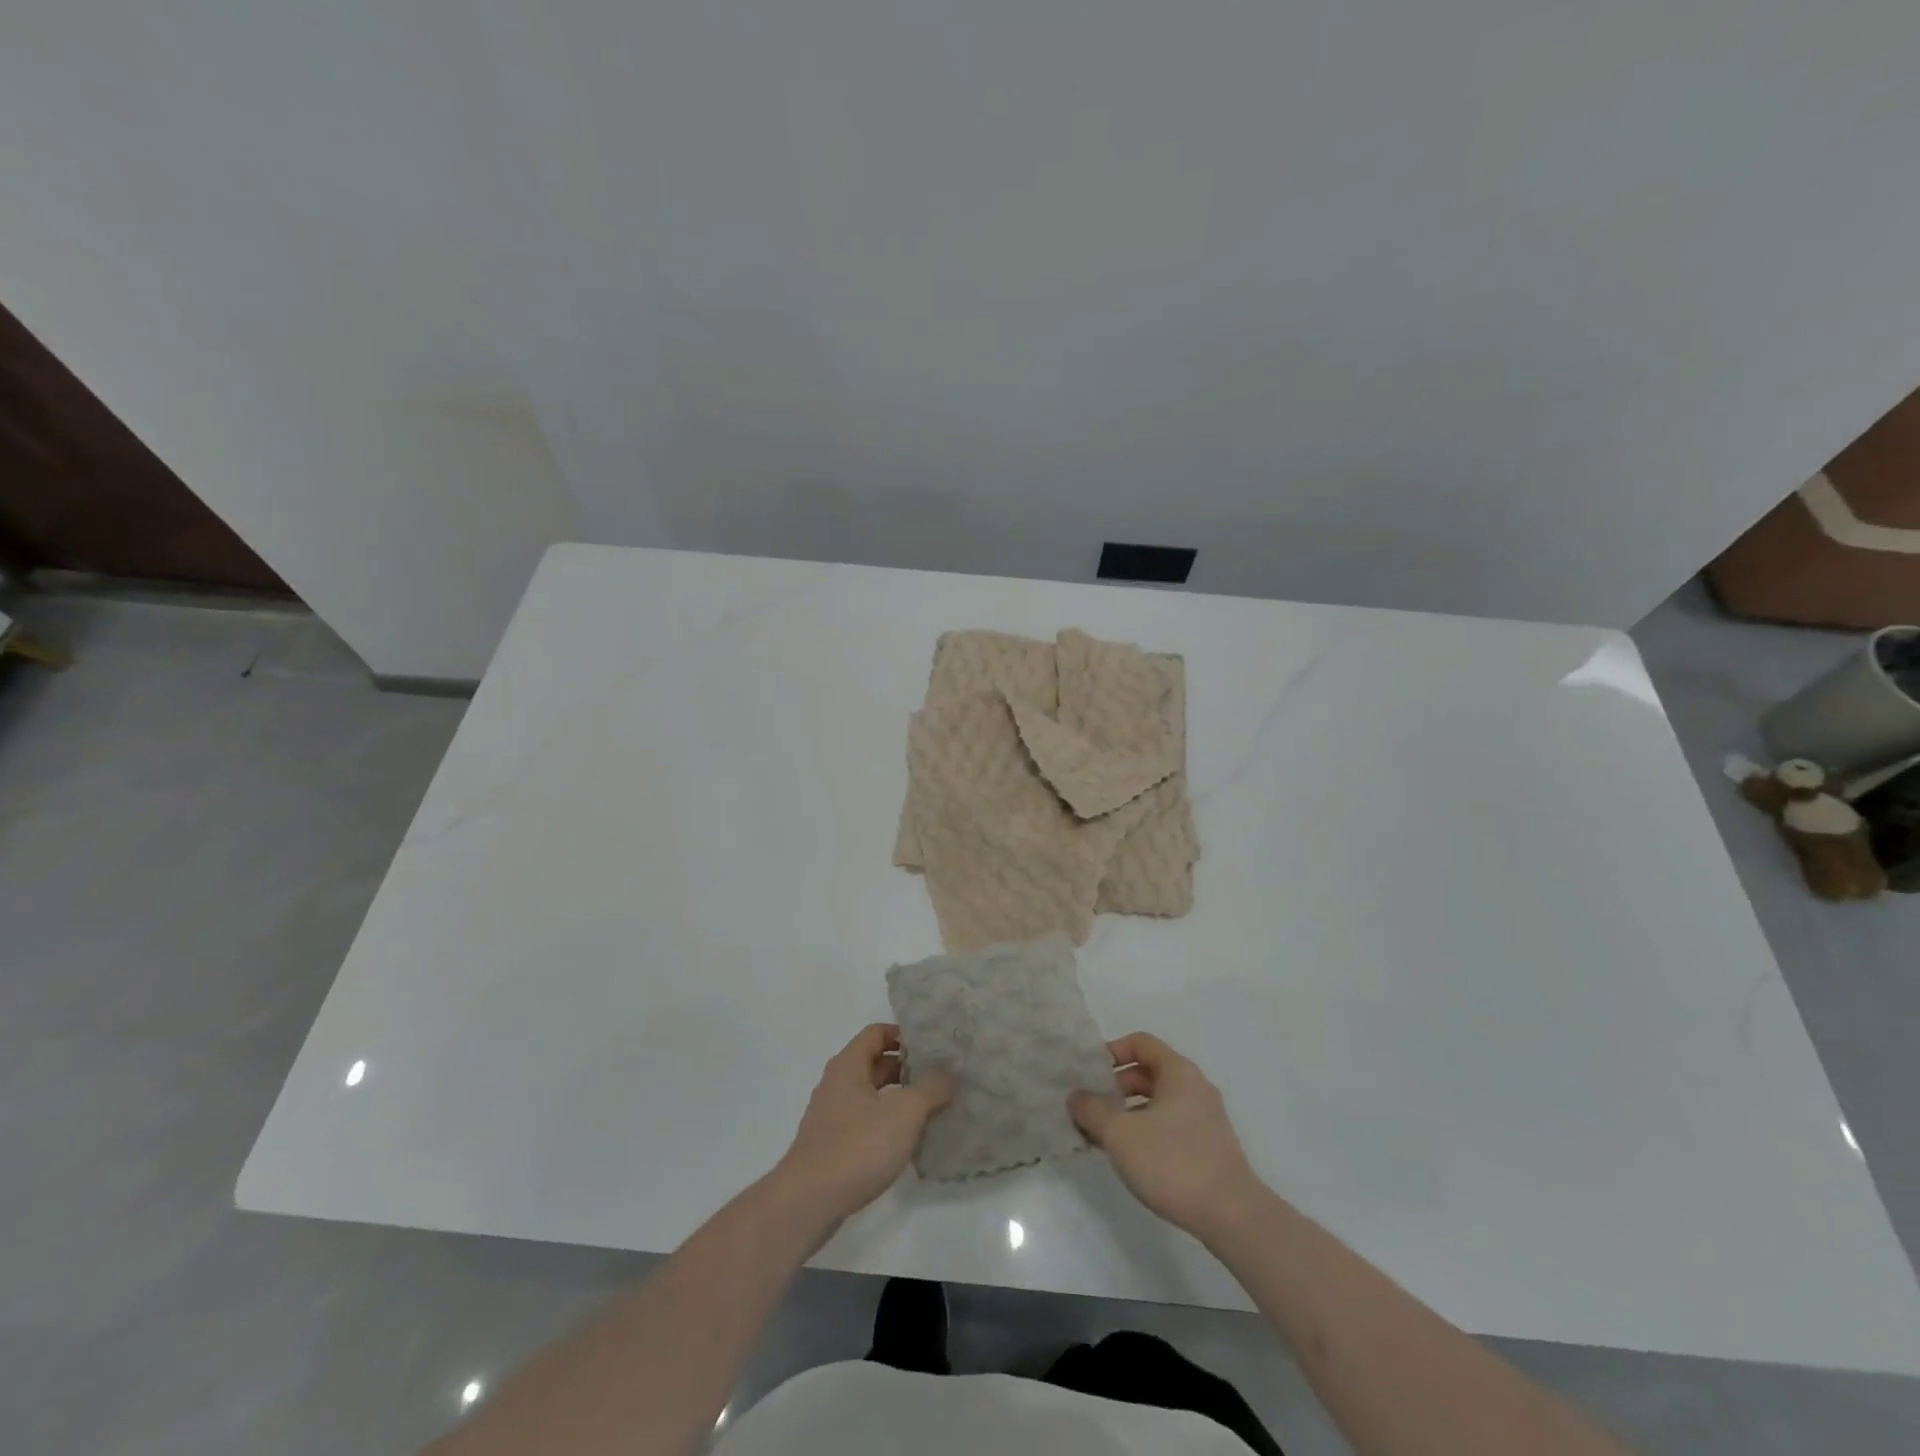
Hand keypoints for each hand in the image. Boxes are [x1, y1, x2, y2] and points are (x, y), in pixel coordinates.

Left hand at [773, 1024, 955, 1223]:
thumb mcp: (904, 1113)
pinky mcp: (832, 1144)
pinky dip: (886, 1123)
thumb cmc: (858, 1146)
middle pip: (875, 1063)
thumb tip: (949, 1074)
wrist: (808, 1202)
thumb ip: (930, 1089)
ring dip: (899, 1098)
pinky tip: (907, 1141)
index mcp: (848, 1065)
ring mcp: (832, 1115)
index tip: (931, 1047)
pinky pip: (865, 1121)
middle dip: (907, 1068)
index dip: (904, 1035)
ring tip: (931, 1109)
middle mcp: (837, 1083)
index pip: (877, 1033)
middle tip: (939, 1077)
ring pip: (871, 1095)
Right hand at [1069, 1032, 1264, 1240]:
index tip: (1089, 1074)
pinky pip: (1170, 1123)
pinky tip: (1130, 1156)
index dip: (1111, 1052)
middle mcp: (1195, 1086)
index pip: (1140, 1042)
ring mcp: (1205, 1116)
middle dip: (1115, 1086)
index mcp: (1178, 1071)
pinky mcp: (1209, 1145)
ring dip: (1128, 1111)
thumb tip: (1075, 1096)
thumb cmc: (1173, 1162)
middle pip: (1148, 1071)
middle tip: (1090, 1108)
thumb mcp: (1120, 1134)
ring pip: (1158, 1101)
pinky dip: (1146, 1129)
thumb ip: (1092, 1110)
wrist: (1232, 1216)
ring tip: (1104, 1136)